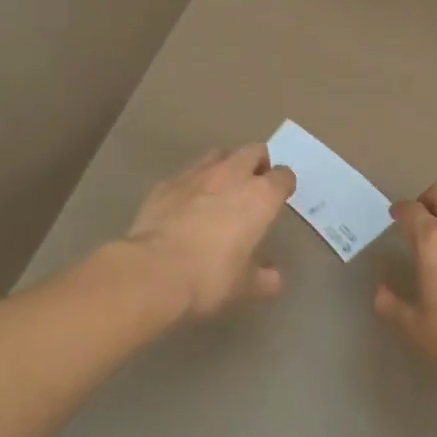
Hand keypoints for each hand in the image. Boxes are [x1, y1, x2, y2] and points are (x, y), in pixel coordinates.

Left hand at [116, 145, 295, 319]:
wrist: (153, 271)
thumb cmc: (209, 277)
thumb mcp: (243, 286)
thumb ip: (264, 279)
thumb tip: (275, 279)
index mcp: (260, 196)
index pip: (283, 176)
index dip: (284, 184)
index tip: (281, 196)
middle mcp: (232, 175)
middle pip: (254, 151)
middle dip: (258, 163)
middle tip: (255, 183)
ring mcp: (196, 175)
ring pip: (219, 154)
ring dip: (226, 165)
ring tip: (222, 186)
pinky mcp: (167, 183)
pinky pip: (187, 173)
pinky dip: (193, 182)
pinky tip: (187, 202)